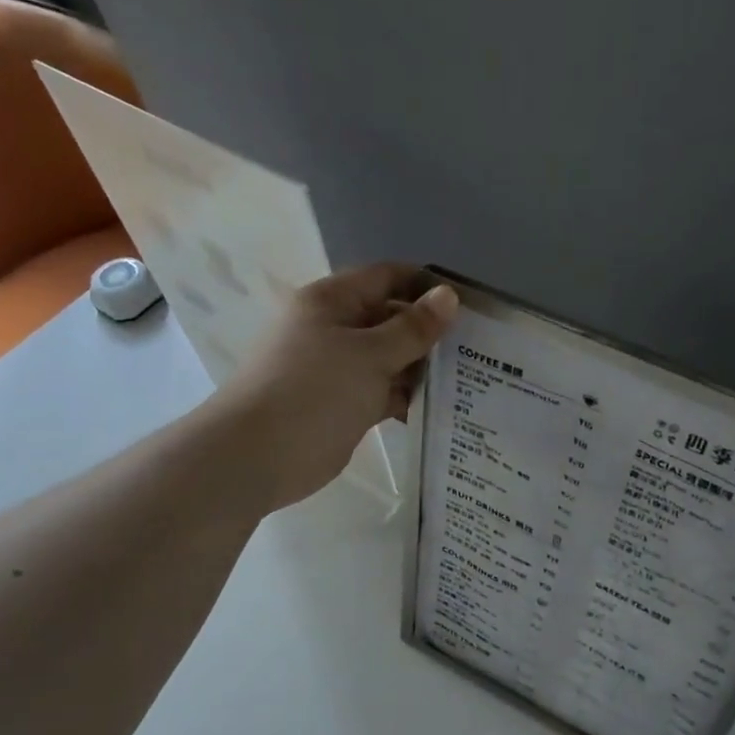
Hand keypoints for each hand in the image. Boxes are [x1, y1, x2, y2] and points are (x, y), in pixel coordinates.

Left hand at [213, 263, 458, 510]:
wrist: (257, 456)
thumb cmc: (313, 393)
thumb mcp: (369, 354)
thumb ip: (412, 328)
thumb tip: (449, 296)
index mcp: (332, 301)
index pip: (387, 278)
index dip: (427, 287)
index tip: (468, 307)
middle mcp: (334, 328)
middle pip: (390, 319)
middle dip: (429, 333)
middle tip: (478, 350)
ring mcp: (337, 369)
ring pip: (389, 359)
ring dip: (421, 369)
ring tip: (468, 381)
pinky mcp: (342, 404)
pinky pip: (382, 391)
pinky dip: (406, 397)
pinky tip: (440, 410)